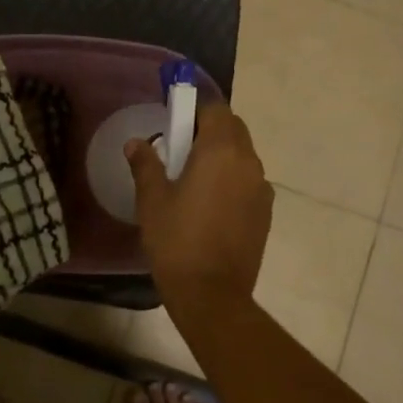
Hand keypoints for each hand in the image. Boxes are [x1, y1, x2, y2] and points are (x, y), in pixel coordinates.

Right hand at [126, 101, 272, 304]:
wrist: (212, 294)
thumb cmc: (176, 241)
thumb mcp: (152, 200)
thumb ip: (146, 164)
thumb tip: (136, 143)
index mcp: (221, 151)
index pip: (215, 109)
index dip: (195, 109)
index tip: (175, 121)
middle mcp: (248, 162)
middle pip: (233, 128)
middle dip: (210, 129)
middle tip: (182, 148)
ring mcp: (262, 188)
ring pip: (244, 155)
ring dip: (223, 155)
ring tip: (195, 179)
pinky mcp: (266, 211)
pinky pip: (250, 181)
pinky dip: (233, 179)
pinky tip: (212, 204)